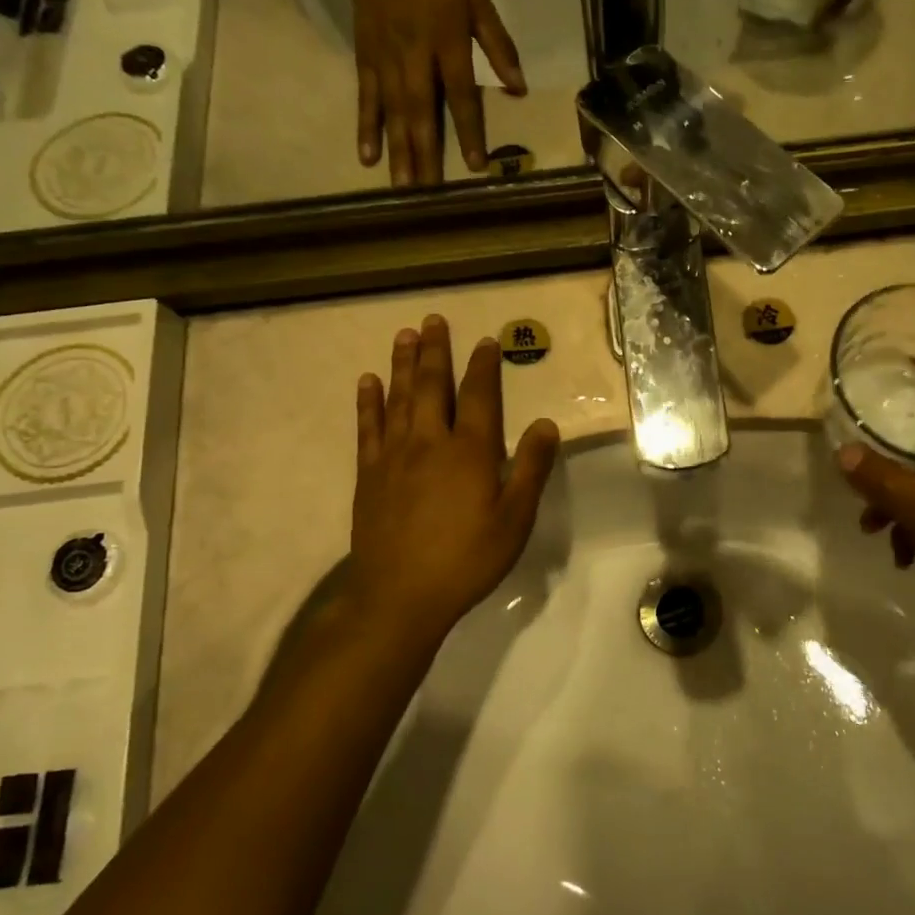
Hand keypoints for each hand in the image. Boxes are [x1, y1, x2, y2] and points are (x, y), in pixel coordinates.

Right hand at [345, 0, 526, 184]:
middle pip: (422, 110)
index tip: (476, 166)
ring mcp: (386, 58)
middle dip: (426, 151)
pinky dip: (366, 127)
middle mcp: (415, 55)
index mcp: (448, 41)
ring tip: (403, 185)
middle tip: (430, 191)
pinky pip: (366, 98)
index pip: (462, 95)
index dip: (470, 131)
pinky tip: (367, 157)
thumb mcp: (477, 2)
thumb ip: (499, 46)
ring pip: (393, 111)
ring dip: (398, 150)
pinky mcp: (365, 58)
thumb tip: (520, 90)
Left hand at [350, 316, 559, 646]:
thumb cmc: (467, 559)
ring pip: (398, 398)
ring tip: (404, 335)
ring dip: (402, 364)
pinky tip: (367, 382)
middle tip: (433, 320)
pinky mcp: (370, 474)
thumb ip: (531, 468)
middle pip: (432, 386)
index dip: (483, 366)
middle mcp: (429, 442)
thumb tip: (547, 423)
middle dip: (436, 351)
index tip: (486, 341)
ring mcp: (394, 456)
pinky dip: (369, 402)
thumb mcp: (514, 519)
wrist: (401, 595)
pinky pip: (368, 427)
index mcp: (469, 451)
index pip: (478, 396)